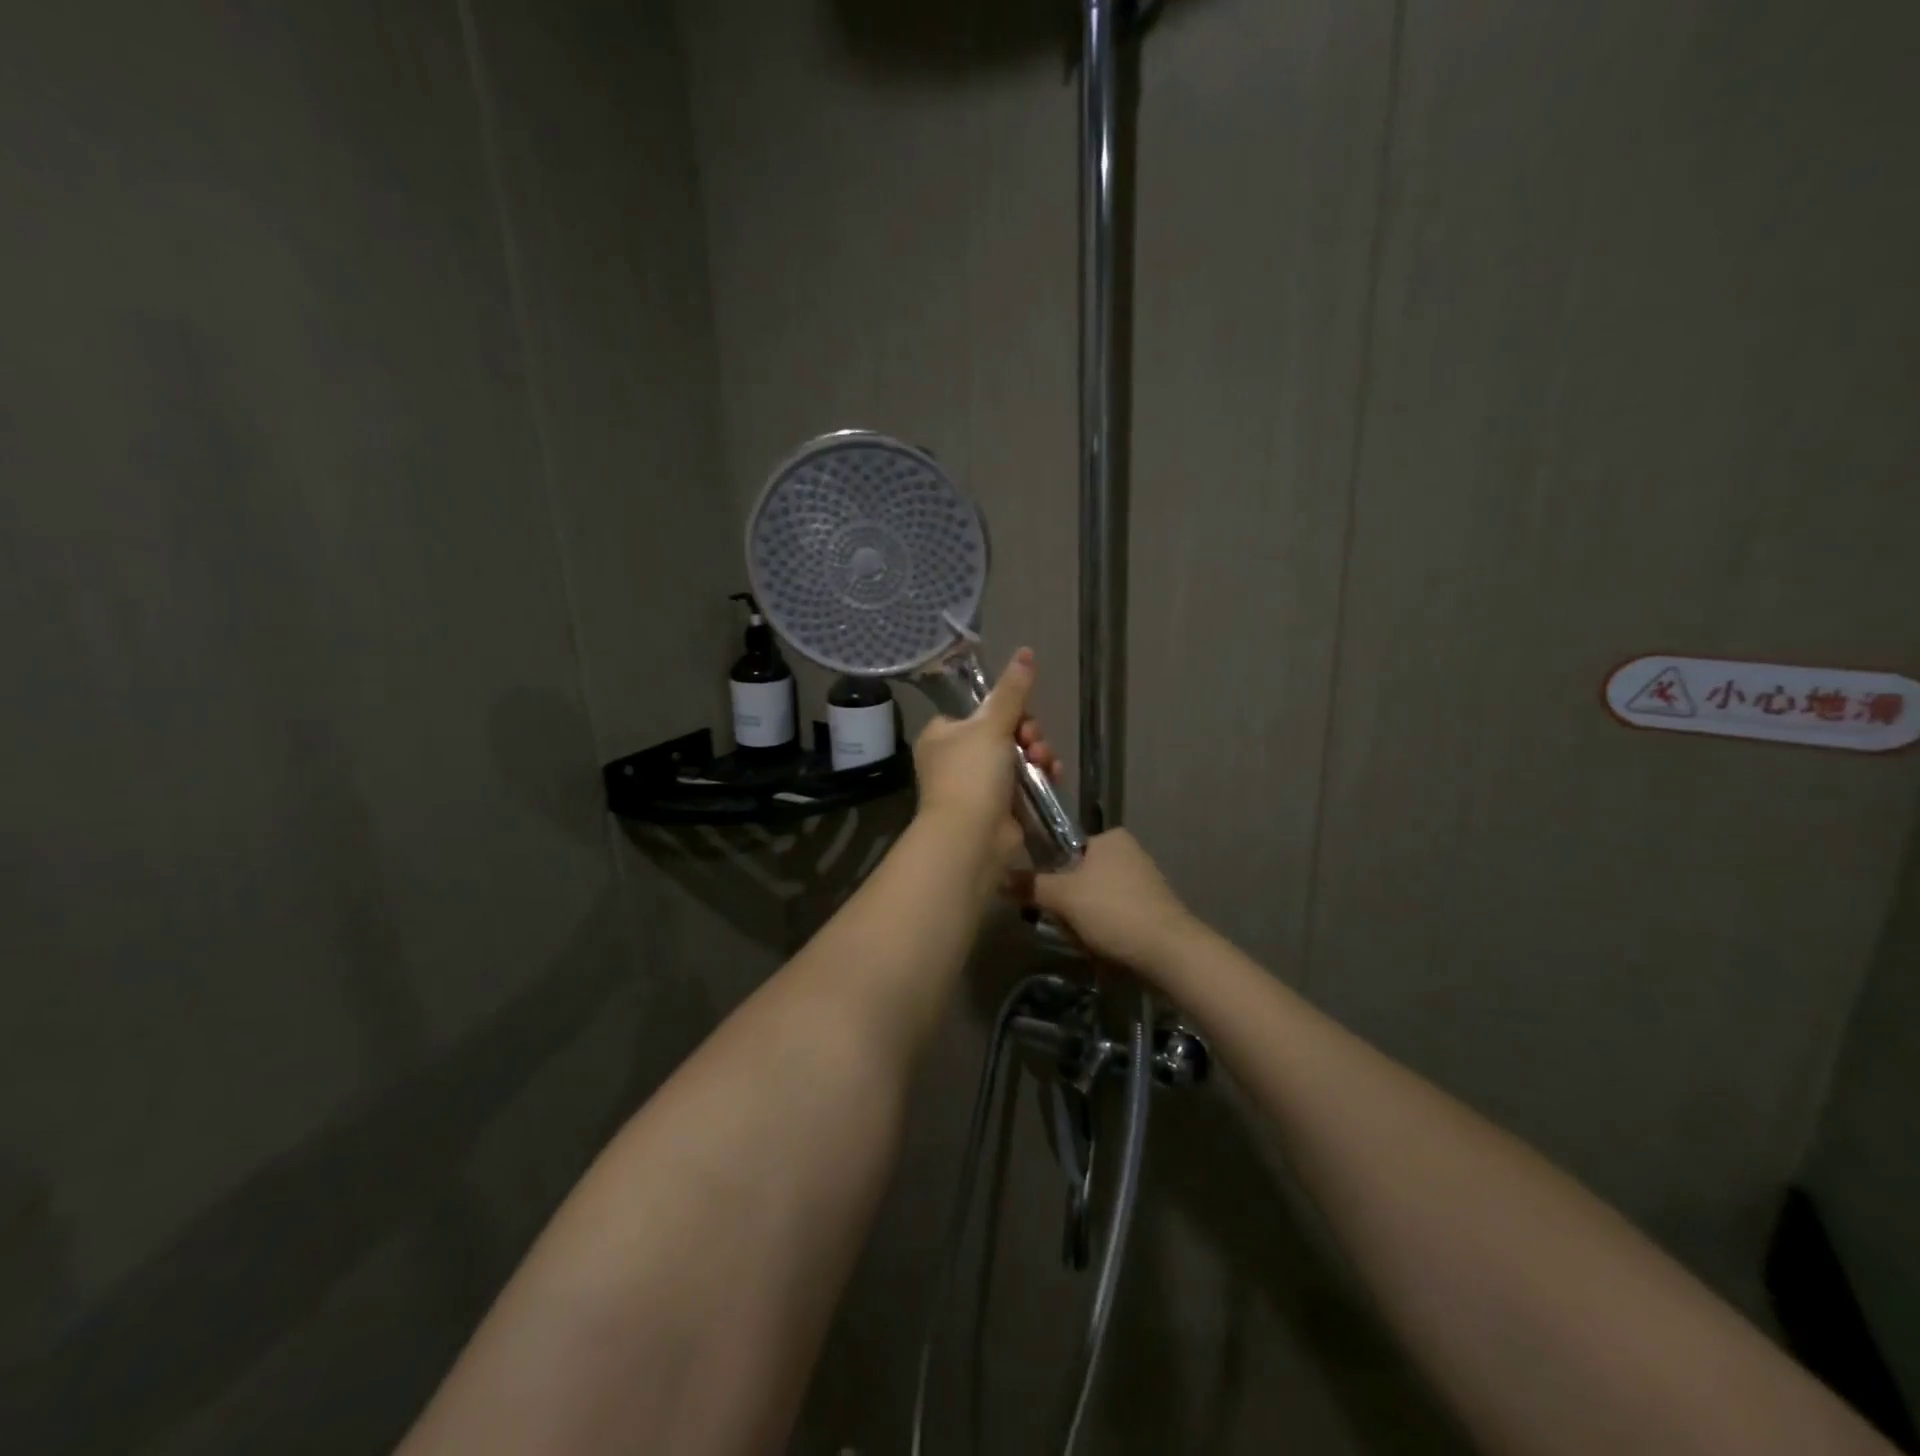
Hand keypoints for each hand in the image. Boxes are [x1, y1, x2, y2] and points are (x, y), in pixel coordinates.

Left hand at [913, 648, 1060, 867]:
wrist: (971, 836)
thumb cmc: (972, 773)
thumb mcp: (992, 725)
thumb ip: (1012, 690)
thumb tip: (1025, 651)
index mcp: (943, 735)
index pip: (978, 711)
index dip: (1006, 710)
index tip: (1022, 714)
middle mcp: (956, 758)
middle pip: (1003, 733)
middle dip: (1027, 734)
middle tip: (1033, 740)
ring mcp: (977, 785)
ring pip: (1017, 757)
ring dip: (1037, 753)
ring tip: (1044, 761)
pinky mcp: (998, 807)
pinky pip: (1025, 783)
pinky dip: (1040, 777)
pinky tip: (1053, 775)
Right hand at [1017, 829, 1197, 977]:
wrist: (1169, 952)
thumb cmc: (1113, 911)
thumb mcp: (1063, 897)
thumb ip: (1030, 885)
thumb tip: (999, 878)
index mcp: (1110, 837)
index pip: (1065, 849)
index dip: (1051, 875)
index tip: (1046, 898)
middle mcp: (1129, 852)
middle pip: (1078, 878)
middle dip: (1067, 904)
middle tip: (1064, 923)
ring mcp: (1144, 882)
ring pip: (1094, 900)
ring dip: (1083, 921)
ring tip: (1084, 939)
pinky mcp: (1152, 909)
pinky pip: (1114, 916)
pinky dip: (1104, 931)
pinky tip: (1103, 948)